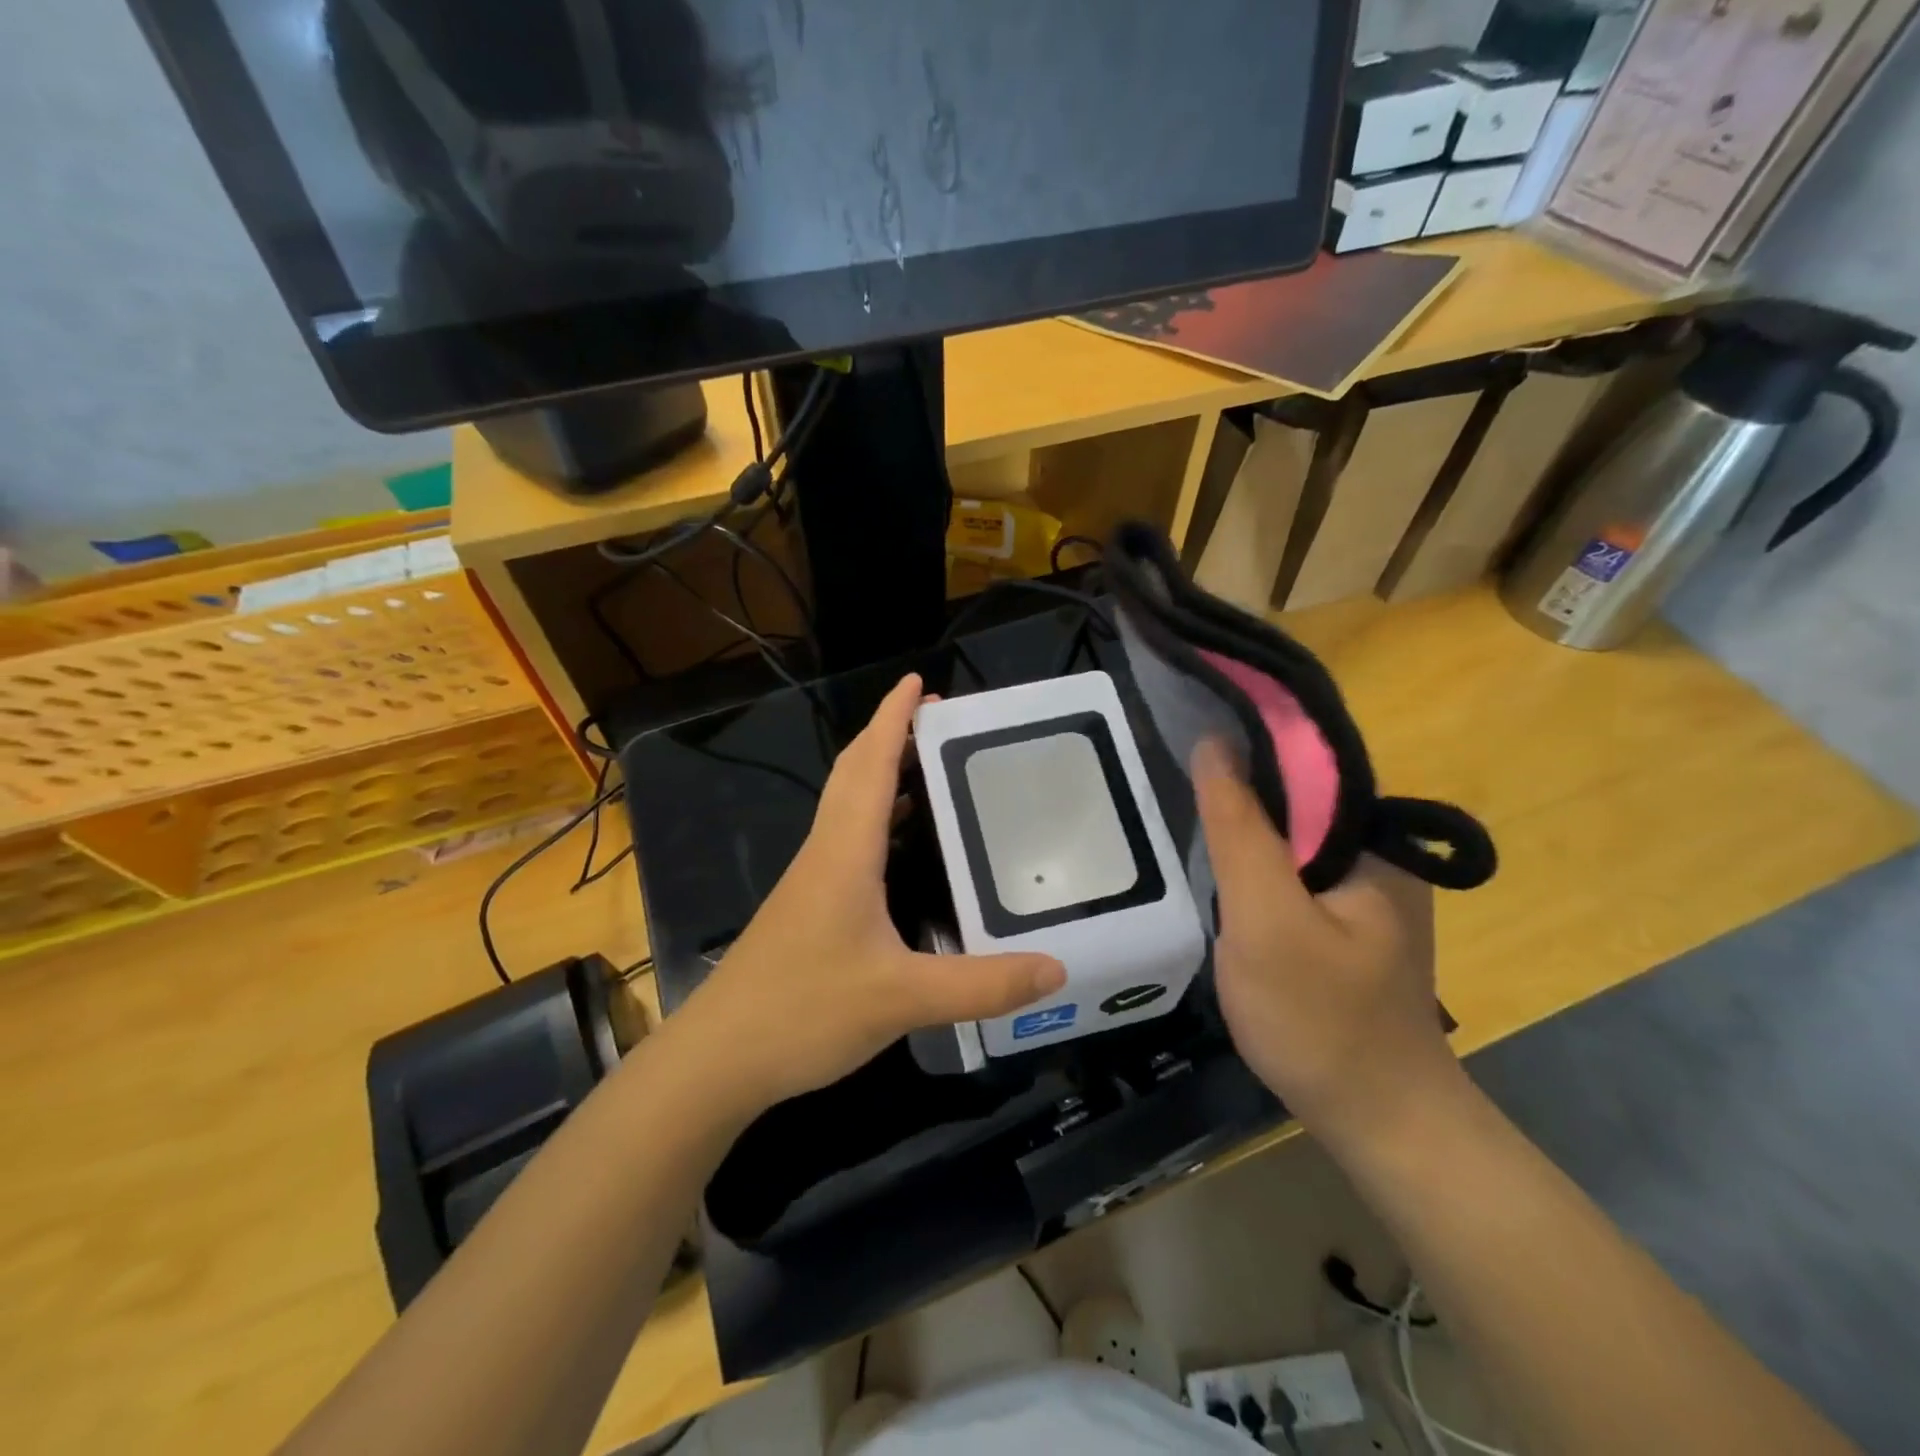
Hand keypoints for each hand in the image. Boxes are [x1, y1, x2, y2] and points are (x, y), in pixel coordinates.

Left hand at [671, 673, 1065, 1117]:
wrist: (718, 1057)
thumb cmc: (804, 1011)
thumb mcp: (903, 999)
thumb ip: (982, 986)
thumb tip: (1056, 970)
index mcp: (845, 852)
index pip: (870, 765)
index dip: (892, 719)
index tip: (918, 683)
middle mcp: (825, 853)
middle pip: (854, 775)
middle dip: (890, 736)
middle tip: (937, 719)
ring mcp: (811, 880)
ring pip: (846, 807)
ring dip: (880, 775)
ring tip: (928, 768)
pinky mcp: (808, 907)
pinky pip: (846, 841)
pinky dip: (874, 820)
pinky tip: (900, 847)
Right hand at [1192, 740, 1456, 1142]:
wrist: (1379, 1122)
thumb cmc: (1320, 1019)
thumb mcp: (1266, 919)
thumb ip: (1240, 830)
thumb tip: (1214, 745)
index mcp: (1374, 838)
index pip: (1305, 761)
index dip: (1244, 742)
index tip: (1187, 737)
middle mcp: (1378, 851)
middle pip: (1297, 795)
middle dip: (1238, 787)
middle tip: (1174, 785)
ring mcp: (1363, 887)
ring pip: (1290, 833)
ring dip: (1242, 825)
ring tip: (1186, 815)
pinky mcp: (1344, 918)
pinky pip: (1292, 868)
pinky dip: (1253, 862)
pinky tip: (1220, 873)